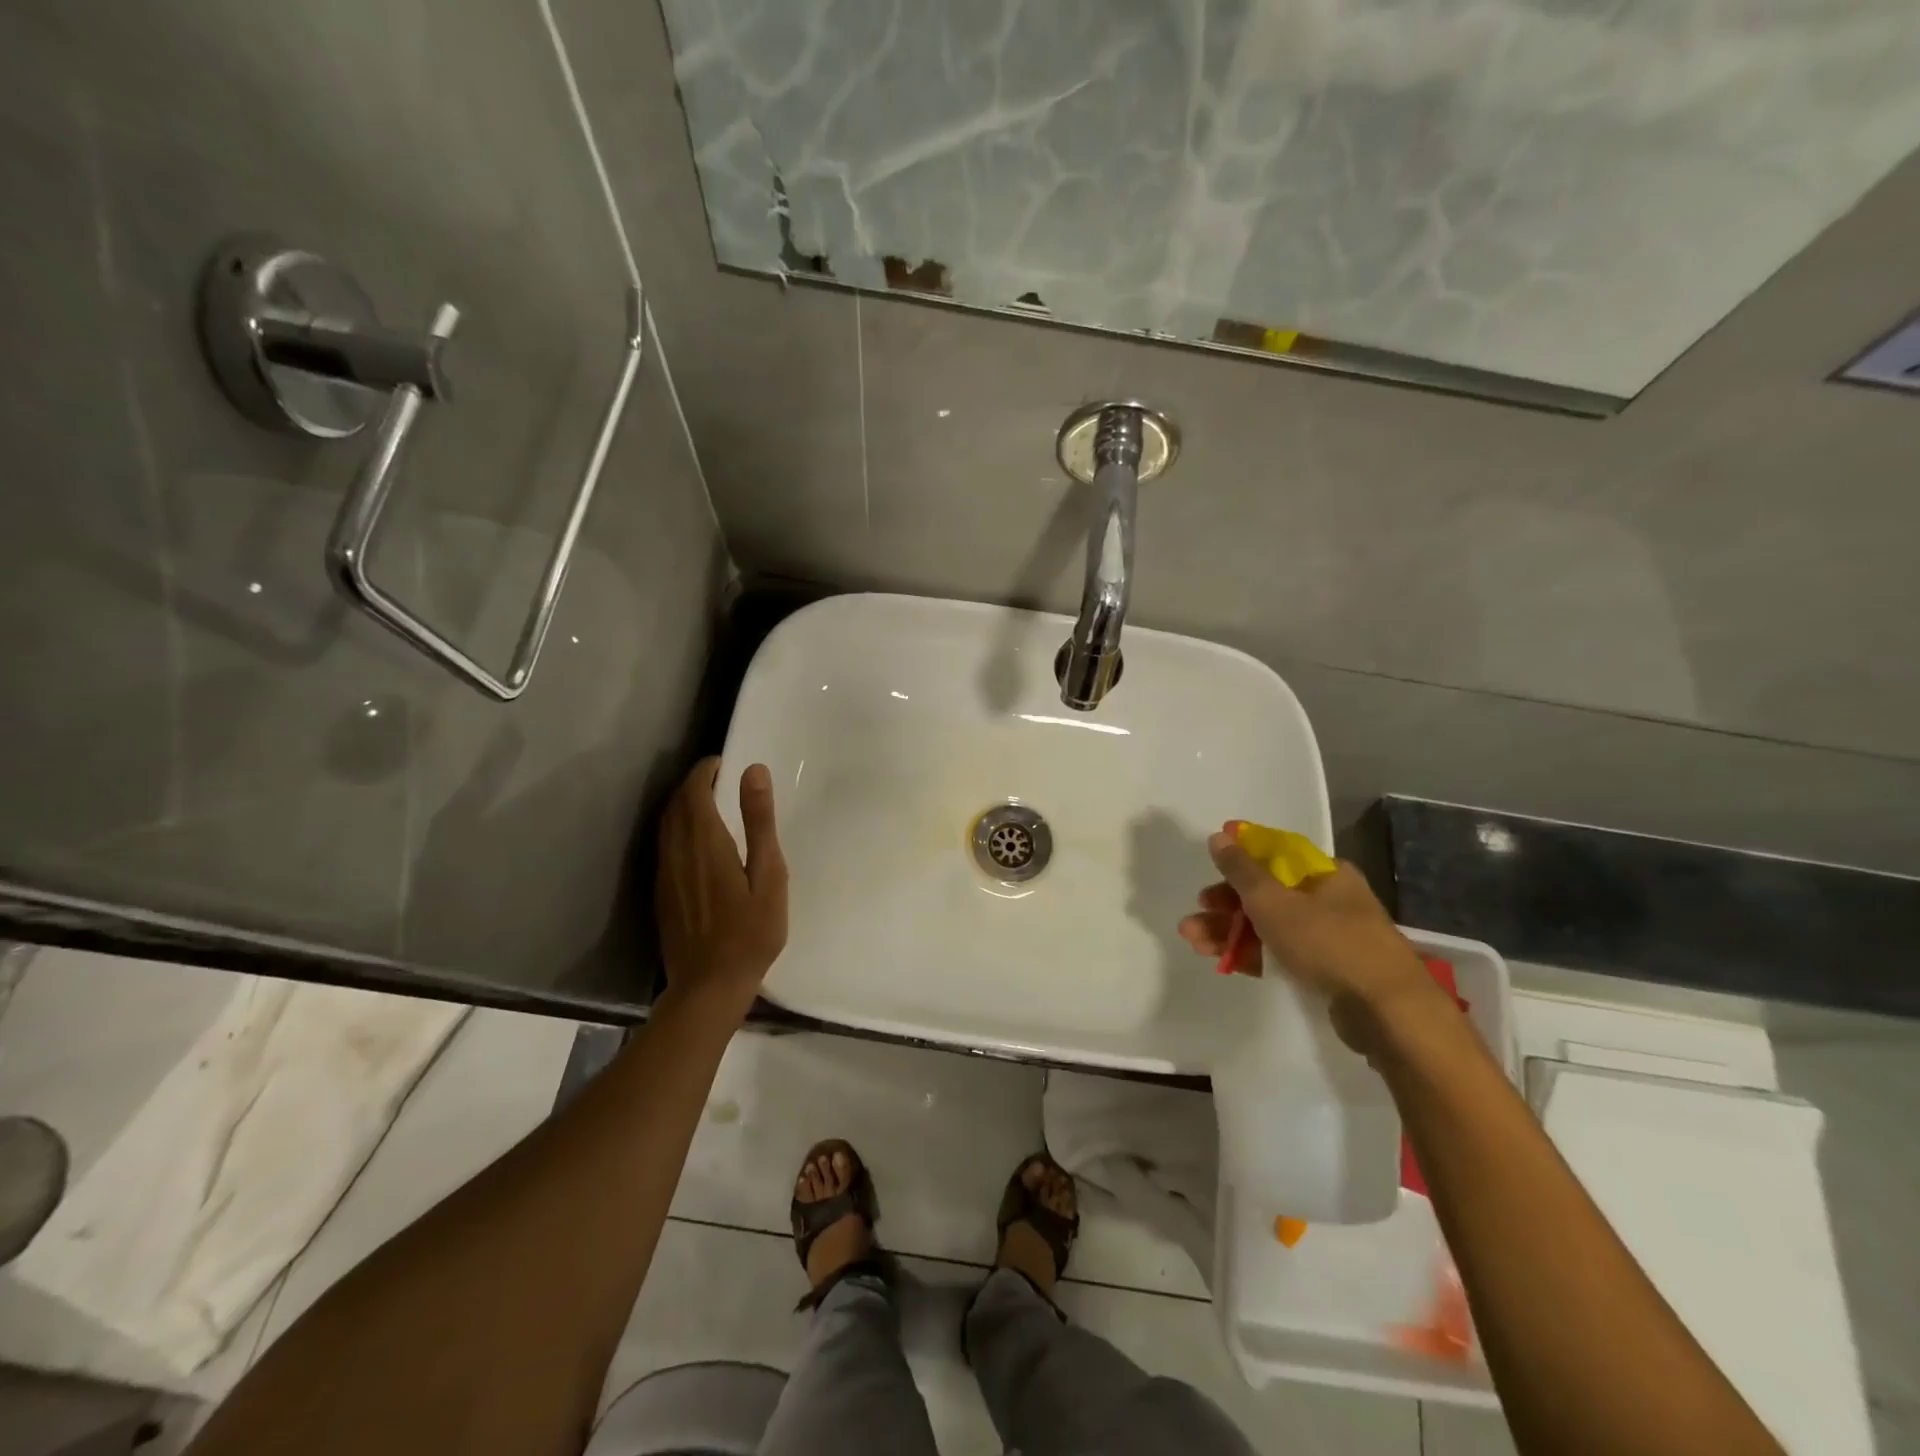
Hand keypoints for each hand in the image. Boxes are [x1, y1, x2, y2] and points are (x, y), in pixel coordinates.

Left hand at [656, 758, 787, 1013]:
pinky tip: (695, 840)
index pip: (694, 791)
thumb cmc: (750, 932)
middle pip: (676, 805)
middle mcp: (677, 852)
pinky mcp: (661, 893)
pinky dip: (676, 828)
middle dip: (693, 784)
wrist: (709, 986)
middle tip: (718, 777)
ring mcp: (665, 874)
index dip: (704, 771)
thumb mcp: (769, 875)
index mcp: (705, 842)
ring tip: (707, 801)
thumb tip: (753, 771)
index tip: (723, 762)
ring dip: (682, 805)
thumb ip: (759, 821)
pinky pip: (664, 846)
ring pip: (665, 825)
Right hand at [1178, 831, 1447, 1054]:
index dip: (1240, 855)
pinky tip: (1222, 960)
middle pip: (1267, 891)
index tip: (1211, 862)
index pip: (1275, 853)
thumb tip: (1220, 835)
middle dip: (1226, 901)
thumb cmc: (1328, 942)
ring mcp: (1329, 936)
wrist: (1388, 1012)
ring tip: (1193, 940)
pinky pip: (1281, 953)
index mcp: (1324, 873)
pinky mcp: (1327, 971)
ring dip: (1230, 930)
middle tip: (1198, 909)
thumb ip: (1242, 870)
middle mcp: (1329, 899)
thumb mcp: (1273, 901)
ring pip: (1269, 925)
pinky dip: (1251, 953)